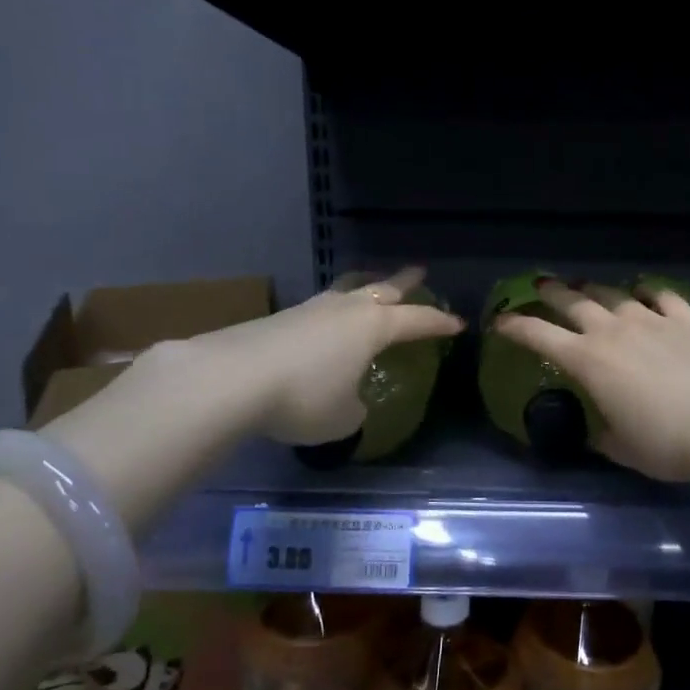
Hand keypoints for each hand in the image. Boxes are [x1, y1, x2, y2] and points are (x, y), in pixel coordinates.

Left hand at [189, 268, 462, 445]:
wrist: (232, 379)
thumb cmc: (304, 398)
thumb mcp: (343, 417)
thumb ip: (356, 408)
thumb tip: (351, 402)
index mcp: (373, 328)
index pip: (417, 321)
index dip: (439, 322)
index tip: (458, 323)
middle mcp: (345, 310)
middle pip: (382, 288)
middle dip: (404, 281)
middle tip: (419, 271)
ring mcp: (310, 309)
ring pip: (347, 290)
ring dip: (364, 287)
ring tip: (370, 287)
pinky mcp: (279, 318)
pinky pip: (318, 309)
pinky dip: (332, 312)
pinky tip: (325, 324)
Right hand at [494, 280, 689, 484]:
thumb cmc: (667, 444)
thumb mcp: (623, 448)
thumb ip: (603, 434)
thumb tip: (598, 430)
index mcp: (588, 361)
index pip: (540, 336)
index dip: (516, 326)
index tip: (501, 321)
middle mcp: (613, 331)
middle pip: (574, 302)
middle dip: (553, 293)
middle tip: (542, 285)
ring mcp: (651, 319)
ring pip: (614, 294)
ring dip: (596, 290)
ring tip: (588, 287)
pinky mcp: (687, 318)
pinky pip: (662, 296)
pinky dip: (648, 292)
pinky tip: (646, 292)